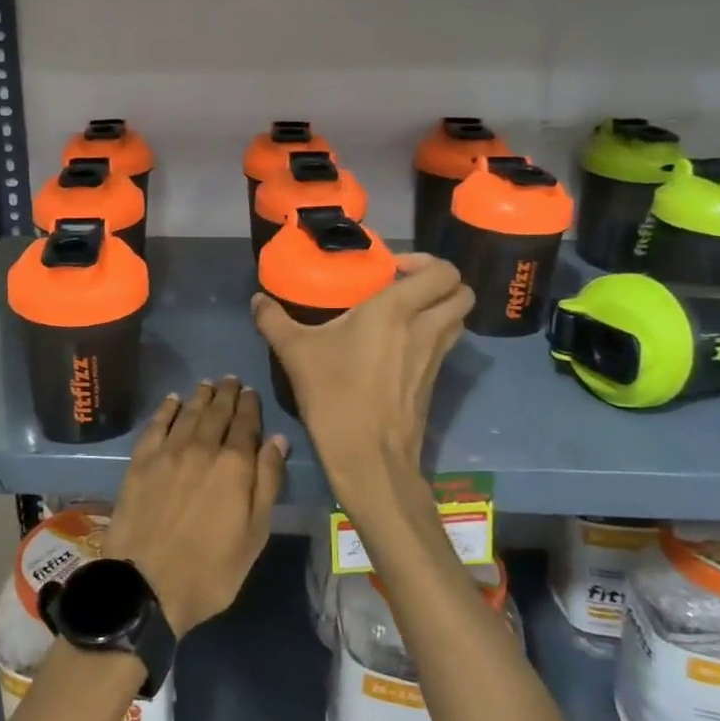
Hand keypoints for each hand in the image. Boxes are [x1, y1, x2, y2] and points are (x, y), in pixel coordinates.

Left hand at [102, 379, 287, 636]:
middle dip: (227, 394)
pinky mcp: (141, 460)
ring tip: (208, 384)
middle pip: (217, 412)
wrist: (146, 584)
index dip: (250, 405)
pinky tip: (172, 400)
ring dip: (201, 396)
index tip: (251, 392)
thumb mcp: (254, 535)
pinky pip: (157, 424)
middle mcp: (202, 447)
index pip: (246, 424)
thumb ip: (267, 482)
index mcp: (234, 465)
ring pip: (188, 412)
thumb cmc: (211, 569)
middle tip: (231, 380)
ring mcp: (168, 451)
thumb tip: (277, 440)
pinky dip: (167, 409)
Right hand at [251, 254, 471, 532]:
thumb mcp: (295, 353)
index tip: (392, 270)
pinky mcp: (435, 382)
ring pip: (458, 319)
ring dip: (440, 308)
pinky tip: (399, 345)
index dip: (426, 262)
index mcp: (396, 310)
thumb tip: (257, 300)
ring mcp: (435, 357)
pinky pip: (446, 344)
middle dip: (441, 282)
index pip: (442, 272)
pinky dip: (434, 334)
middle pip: (462, 292)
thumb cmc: (334, 395)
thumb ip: (273, 320)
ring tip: (405, 312)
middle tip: (405, 286)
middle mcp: (425, 327)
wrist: (368, 458)